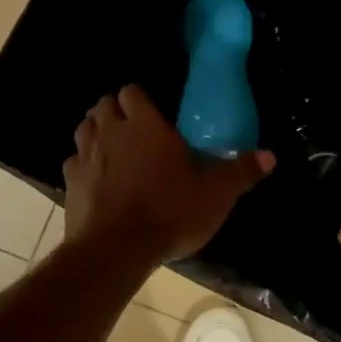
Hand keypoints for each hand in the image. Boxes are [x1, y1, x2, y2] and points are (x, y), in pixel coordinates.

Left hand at [63, 85, 274, 263]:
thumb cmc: (170, 212)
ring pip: (84, 128)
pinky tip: (98, 180)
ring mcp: (85, 157)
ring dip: (97, 132)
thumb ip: (241, 171)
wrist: (116, 250)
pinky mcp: (70, 184)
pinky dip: (84, 165)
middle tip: (135, 128)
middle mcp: (111, 132)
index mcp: (145, 125)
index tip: (153, 112)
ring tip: (115, 149)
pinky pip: (74, 163)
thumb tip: (270, 155)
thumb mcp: (216, 194)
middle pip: (104, 104)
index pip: (133, 91)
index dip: (141, 98)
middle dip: (116, 110)